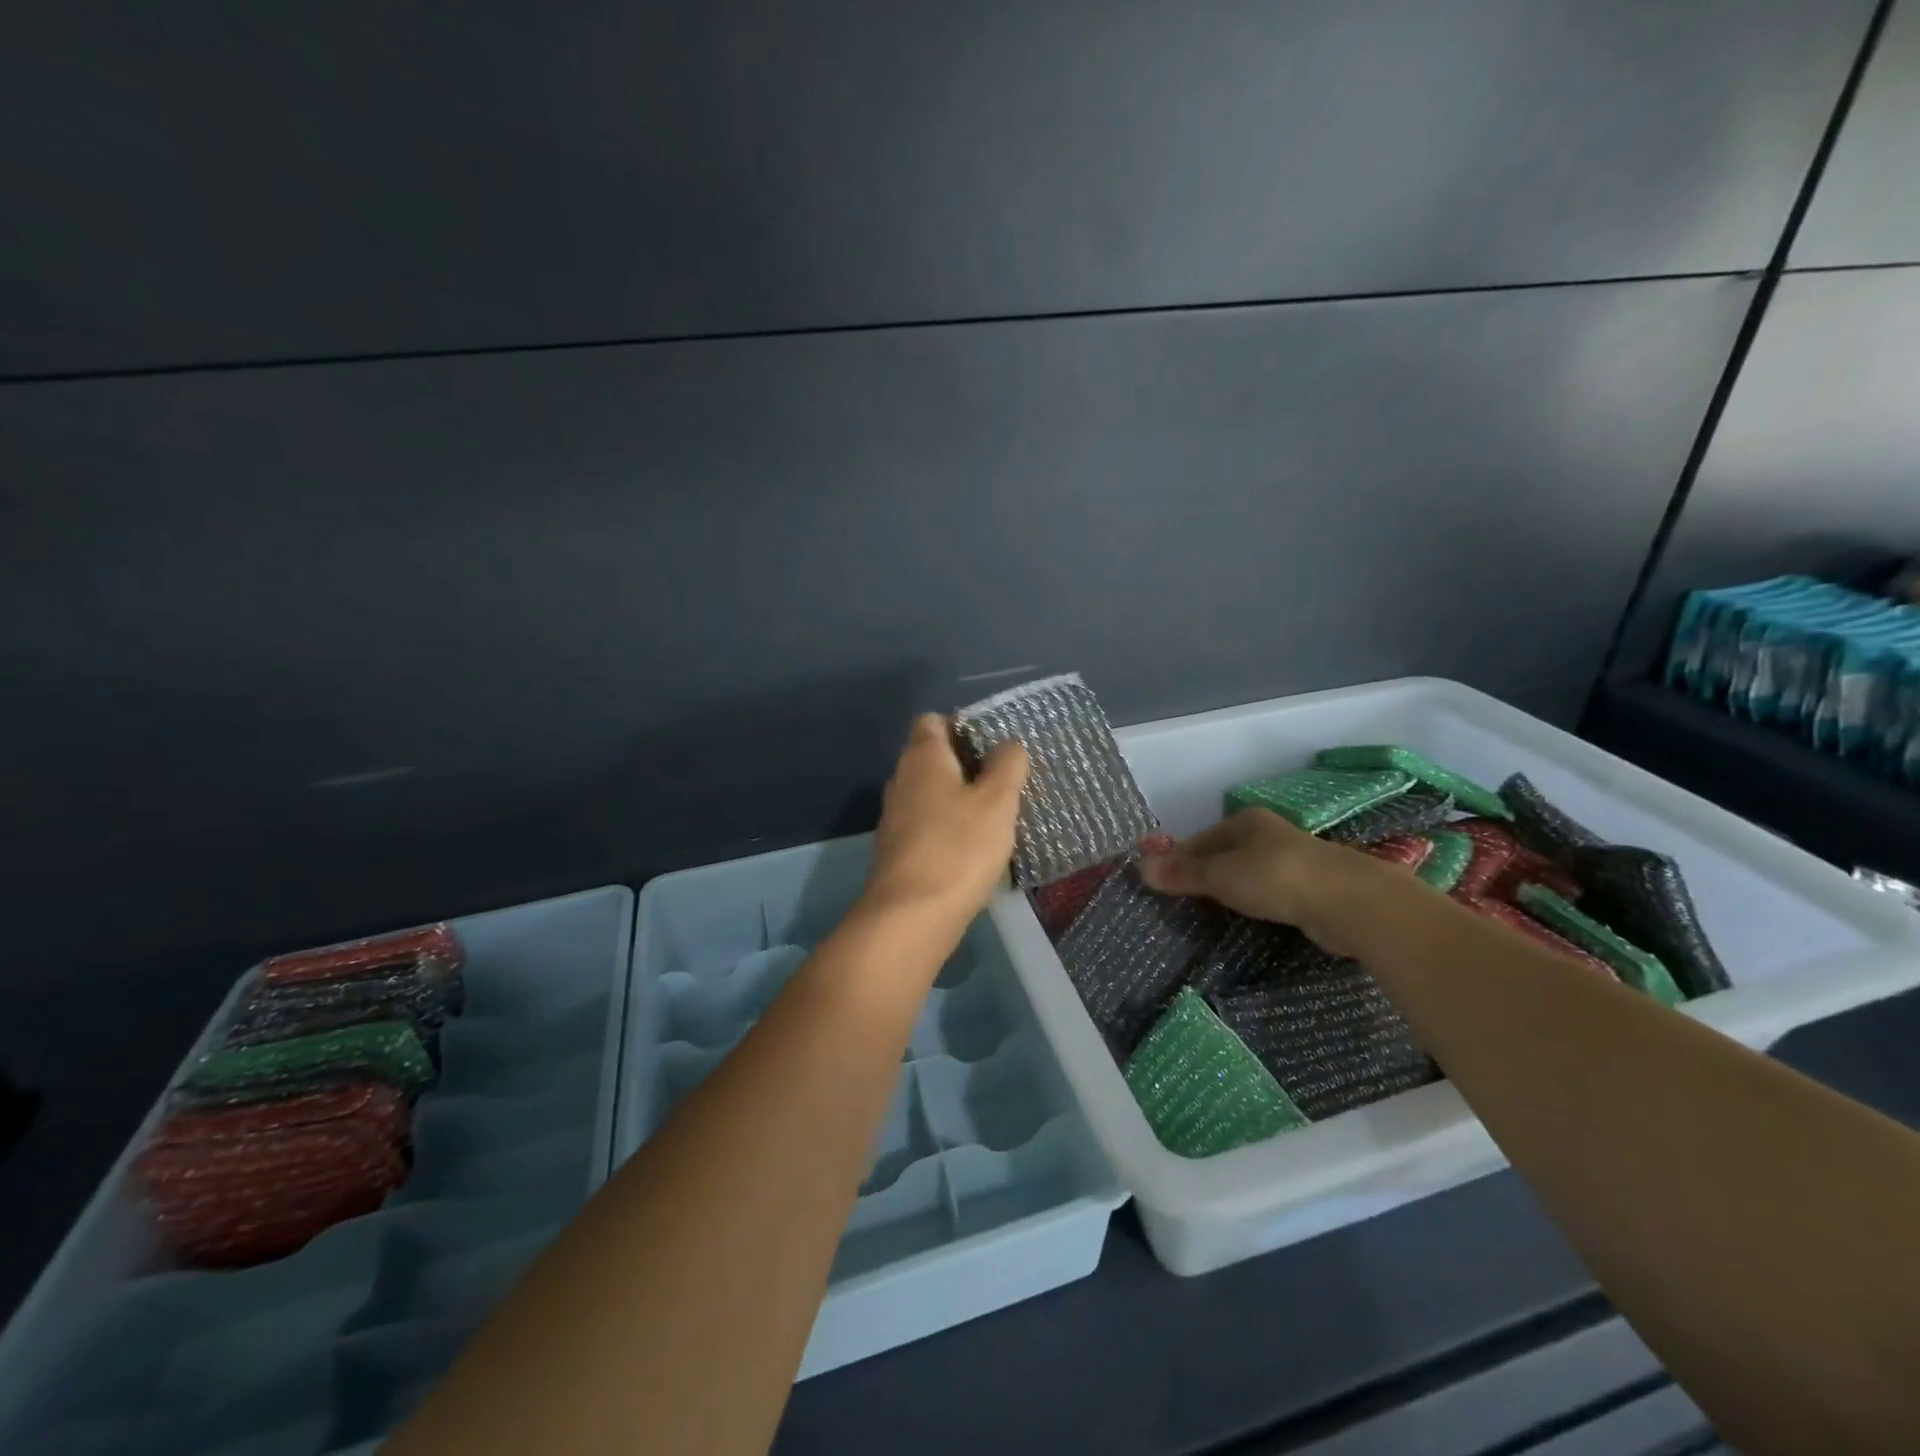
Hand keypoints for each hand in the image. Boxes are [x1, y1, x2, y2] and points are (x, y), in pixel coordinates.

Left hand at [863, 714, 1029, 926]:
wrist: (911, 915)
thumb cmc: (958, 847)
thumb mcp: (997, 801)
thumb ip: (1007, 765)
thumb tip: (1008, 745)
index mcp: (922, 757)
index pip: (932, 721)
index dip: (961, 724)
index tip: (993, 744)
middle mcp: (901, 780)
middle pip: (932, 757)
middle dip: (966, 764)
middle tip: (1004, 780)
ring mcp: (895, 817)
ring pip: (930, 793)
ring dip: (959, 798)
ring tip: (996, 814)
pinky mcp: (898, 850)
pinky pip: (927, 824)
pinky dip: (949, 827)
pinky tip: (975, 847)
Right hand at [1138, 807, 1400, 956]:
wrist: (1349, 902)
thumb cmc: (1276, 878)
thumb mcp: (1220, 875)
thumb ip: (1182, 873)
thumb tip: (1140, 867)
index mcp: (1245, 821)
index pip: (1200, 838)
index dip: (1179, 858)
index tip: (1162, 881)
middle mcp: (1269, 833)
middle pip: (1224, 853)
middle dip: (1204, 873)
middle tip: (1182, 900)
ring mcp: (1293, 860)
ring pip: (1249, 872)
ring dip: (1231, 889)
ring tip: (1211, 912)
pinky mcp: (1312, 888)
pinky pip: (1271, 892)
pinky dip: (1256, 902)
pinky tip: (1250, 919)